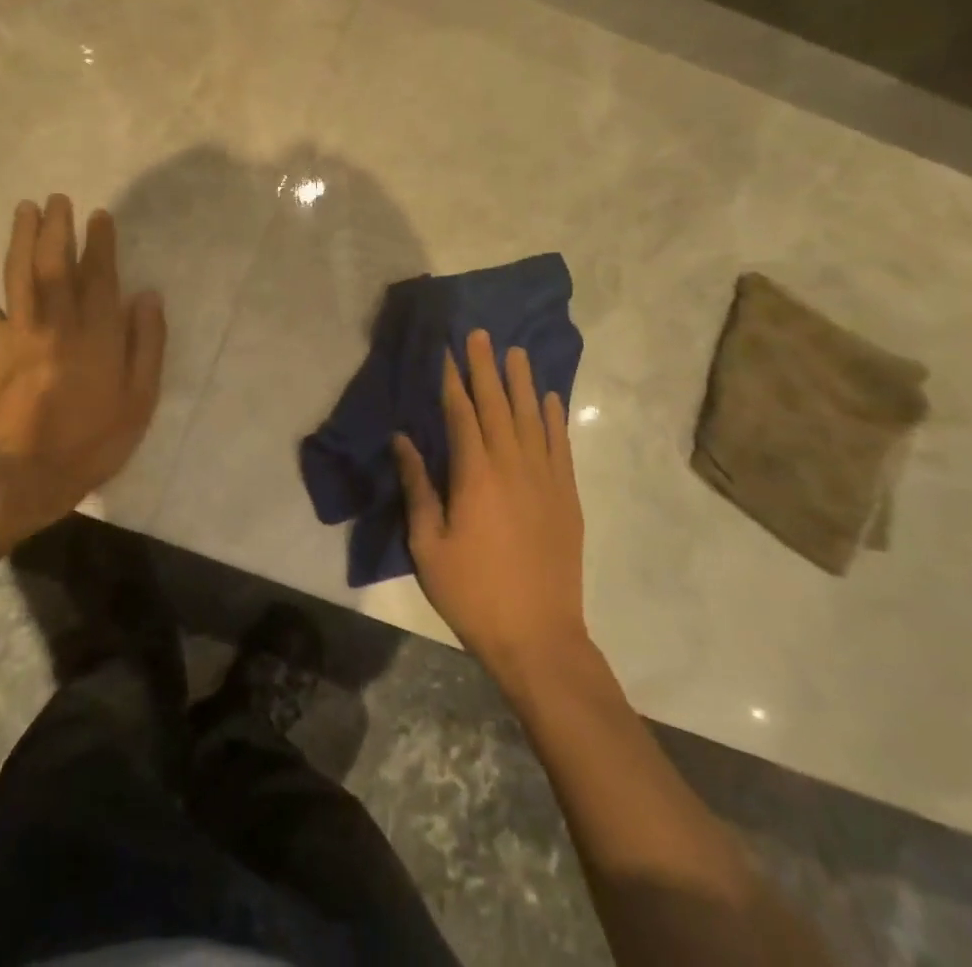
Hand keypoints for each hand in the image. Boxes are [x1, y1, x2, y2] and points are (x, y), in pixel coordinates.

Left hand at [0, 195, 165, 538]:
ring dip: (21, 238)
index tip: (99, 216)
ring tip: (26, 208)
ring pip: (20, 274)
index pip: (100, 276)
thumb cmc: (94, 440)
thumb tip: (147, 295)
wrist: (29, 477)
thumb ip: (146, 344)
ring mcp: (19, 334)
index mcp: (98, 335)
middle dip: (58, 229)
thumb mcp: (140, 399)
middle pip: (56, 265)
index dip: (100, 243)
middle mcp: (58, 323)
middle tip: (58, 199)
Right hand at [394, 329, 588, 682]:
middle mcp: (512, 465)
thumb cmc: (472, 592)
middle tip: (481, 334)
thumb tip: (404, 440)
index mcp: (474, 475)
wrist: (538, 637)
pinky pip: (560, 445)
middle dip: (486, 367)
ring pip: (532, 417)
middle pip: (498, 405)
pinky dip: (554, 418)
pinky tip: (549, 399)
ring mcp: (545, 479)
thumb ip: (418, 487)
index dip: (453, 381)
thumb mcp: (428, 544)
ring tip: (515, 352)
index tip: (448, 351)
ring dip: (522, 382)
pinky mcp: (567, 496)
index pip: (462, 414)